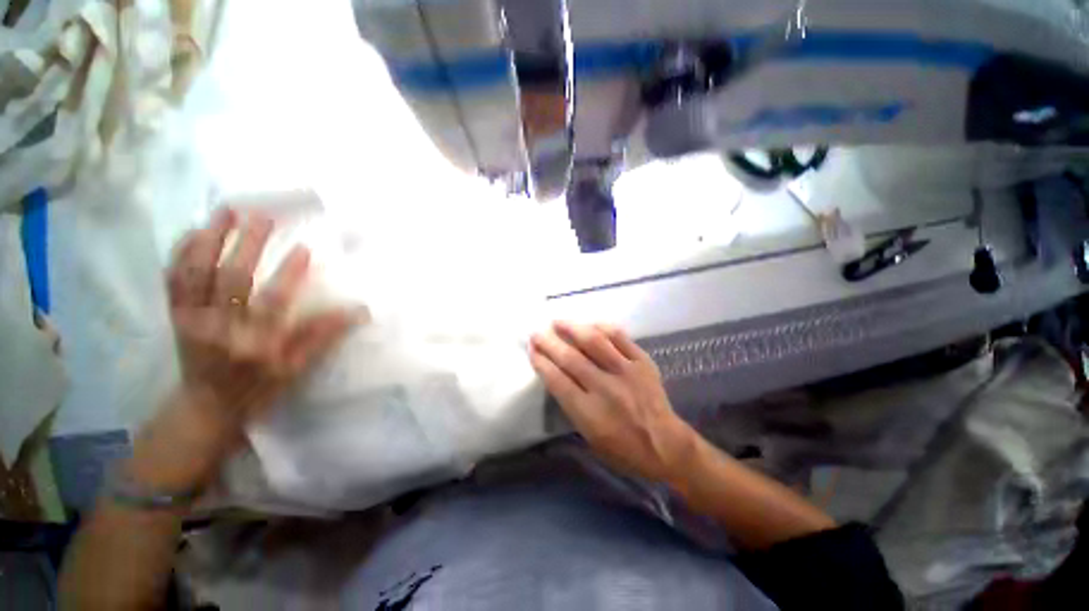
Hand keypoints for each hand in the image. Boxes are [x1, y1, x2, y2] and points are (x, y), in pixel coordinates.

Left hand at [163, 208, 357, 447]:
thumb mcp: (296, 367)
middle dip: (247, 245)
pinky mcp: (176, 315)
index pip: (274, 302)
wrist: (206, 407)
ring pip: (197, 273)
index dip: (289, 274)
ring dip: (210, 240)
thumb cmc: (259, 387)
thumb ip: (322, 335)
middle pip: (232, 279)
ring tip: (225, 212)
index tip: (304, 249)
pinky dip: (181, 253)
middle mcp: (220, 328)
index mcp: (255, 343)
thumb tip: (358, 310)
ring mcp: (192, 320)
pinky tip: (194, 232)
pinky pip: (174, 279)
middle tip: (262, 217)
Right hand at [529, 322, 694, 481]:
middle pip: (571, 358)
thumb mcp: (589, 437)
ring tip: (558, 322)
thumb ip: (572, 405)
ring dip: (572, 328)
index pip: (558, 381)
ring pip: (594, 342)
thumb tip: (558, 375)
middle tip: (537, 333)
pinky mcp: (642, 362)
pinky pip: (619, 338)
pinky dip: (602, 328)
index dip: (541, 362)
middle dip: (549, 343)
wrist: (665, 445)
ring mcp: (625, 371)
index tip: (532, 350)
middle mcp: (605, 388)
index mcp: (589, 413)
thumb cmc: (623, 449)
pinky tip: (590, 324)